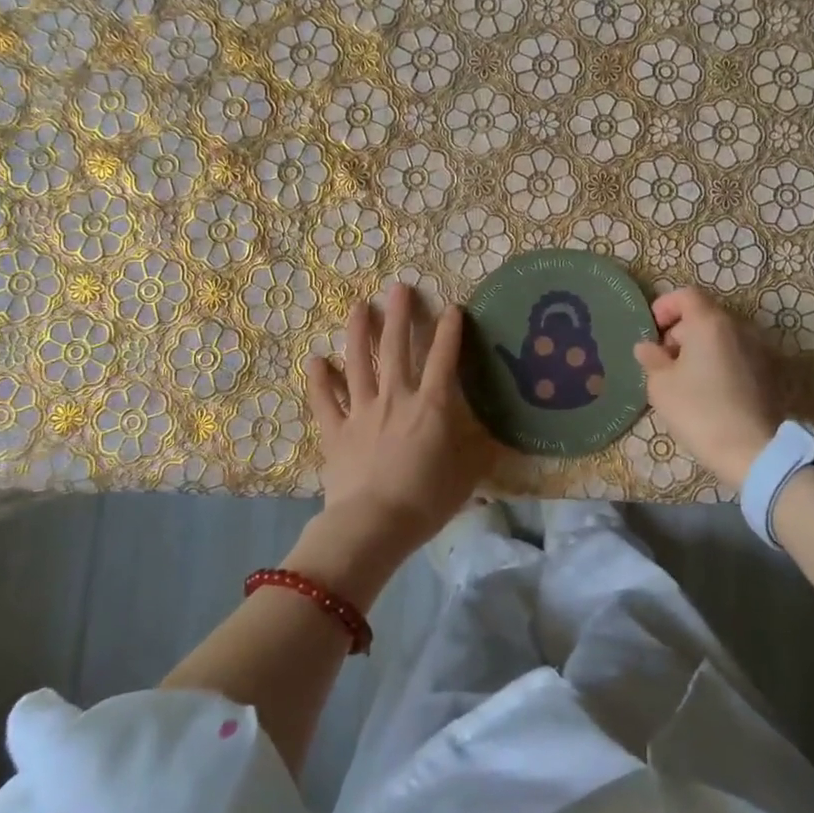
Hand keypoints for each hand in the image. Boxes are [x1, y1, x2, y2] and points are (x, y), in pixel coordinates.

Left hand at [303, 284, 490, 583]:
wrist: (374, 525)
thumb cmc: (426, 500)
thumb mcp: (467, 476)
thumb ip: (481, 451)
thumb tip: (498, 436)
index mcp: (431, 406)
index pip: (443, 359)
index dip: (449, 331)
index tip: (452, 307)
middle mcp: (396, 398)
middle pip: (396, 348)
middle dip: (399, 315)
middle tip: (398, 287)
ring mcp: (362, 411)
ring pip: (358, 363)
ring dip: (358, 332)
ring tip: (358, 306)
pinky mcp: (335, 431)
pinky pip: (325, 400)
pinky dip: (319, 379)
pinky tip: (315, 359)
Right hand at [633, 287, 778, 486]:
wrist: (752, 450)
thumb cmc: (699, 410)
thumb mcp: (661, 385)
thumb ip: (651, 359)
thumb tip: (647, 347)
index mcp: (710, 323)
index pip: (686, 295)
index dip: (665, 307)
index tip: (652, 331)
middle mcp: (738, 328)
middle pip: (704, 315)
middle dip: (680, 331)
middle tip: (663, 360)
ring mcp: (757, 349)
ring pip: (721, 336)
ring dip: (699, 348)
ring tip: (683, 378)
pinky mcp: (767, 372)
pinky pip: (735, 355)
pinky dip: (718, 362)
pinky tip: (707, 390)